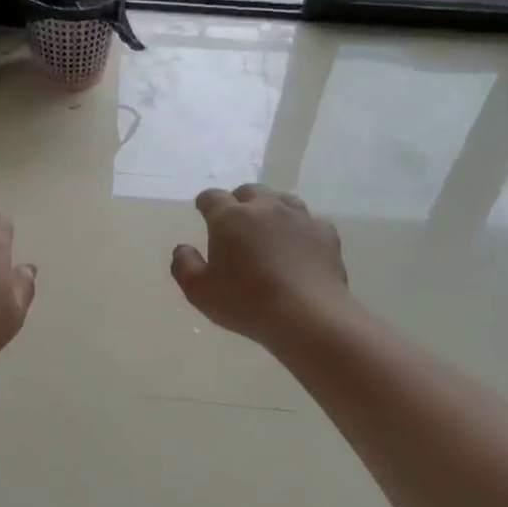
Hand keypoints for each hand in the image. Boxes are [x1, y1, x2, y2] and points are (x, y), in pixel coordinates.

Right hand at [171, 184, 350, 346]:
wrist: (307, 315)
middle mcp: (265, 208)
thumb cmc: (245, 303)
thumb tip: (182, 248)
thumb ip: (184, 265)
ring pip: (282, 199)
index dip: (205, 203)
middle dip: (239, 201)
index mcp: (230, 218)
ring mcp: (299, 217)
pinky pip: (309, 221)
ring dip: (271, 209)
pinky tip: (298, 246)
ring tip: (267, 229)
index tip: (203, 211)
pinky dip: (300, 229)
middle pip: (249, 191)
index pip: (212, 197)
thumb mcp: (199, 291)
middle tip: (235, 223)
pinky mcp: (325, 233)